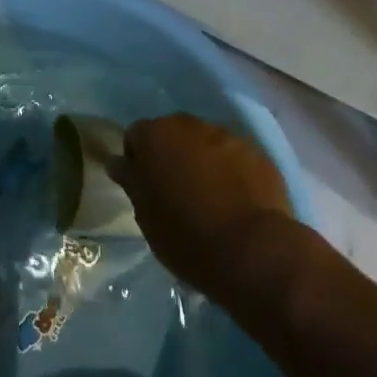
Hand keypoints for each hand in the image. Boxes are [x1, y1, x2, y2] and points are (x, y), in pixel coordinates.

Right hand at [114, 113, 291, 296]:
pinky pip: (236, 159)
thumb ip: (131, 181)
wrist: (251, 251)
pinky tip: (237, 202)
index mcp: (155, 134)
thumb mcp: (145, 214)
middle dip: (172, 156)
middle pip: (173, 134)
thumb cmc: (185, 234)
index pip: (135, 136)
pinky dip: (233, 173)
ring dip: (203, 162)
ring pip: (206, 144)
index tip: (145, 189)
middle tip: (177, 193)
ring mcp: (228, 137)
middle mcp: (189, 125)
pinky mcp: (259, 155)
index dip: (137, 161)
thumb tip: (117, 162)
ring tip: (211, 199)